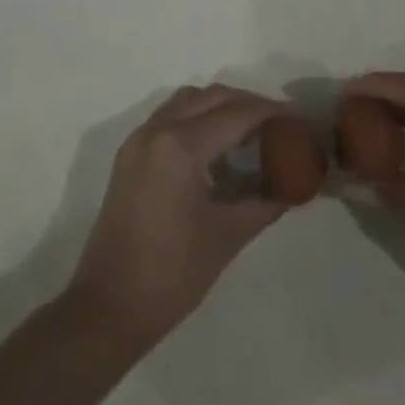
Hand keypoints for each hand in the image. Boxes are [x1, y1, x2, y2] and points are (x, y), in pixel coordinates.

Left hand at [66, 84, 290, 348]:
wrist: (108, 307)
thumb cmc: (171, 274)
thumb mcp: (227, 236)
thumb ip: (264, 203)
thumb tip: (295, 188)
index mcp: (180, 146)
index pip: (236, 114)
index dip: (269, 112)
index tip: (296, 117)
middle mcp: (157, 129)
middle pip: (211, 97)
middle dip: (247, 103)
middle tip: (277, 123)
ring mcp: (139, 139)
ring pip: (188, 101)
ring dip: (219, 106)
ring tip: (249, 131)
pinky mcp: (130, 154)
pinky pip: (169, 116)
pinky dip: (196, 117)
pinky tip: (216, 146)